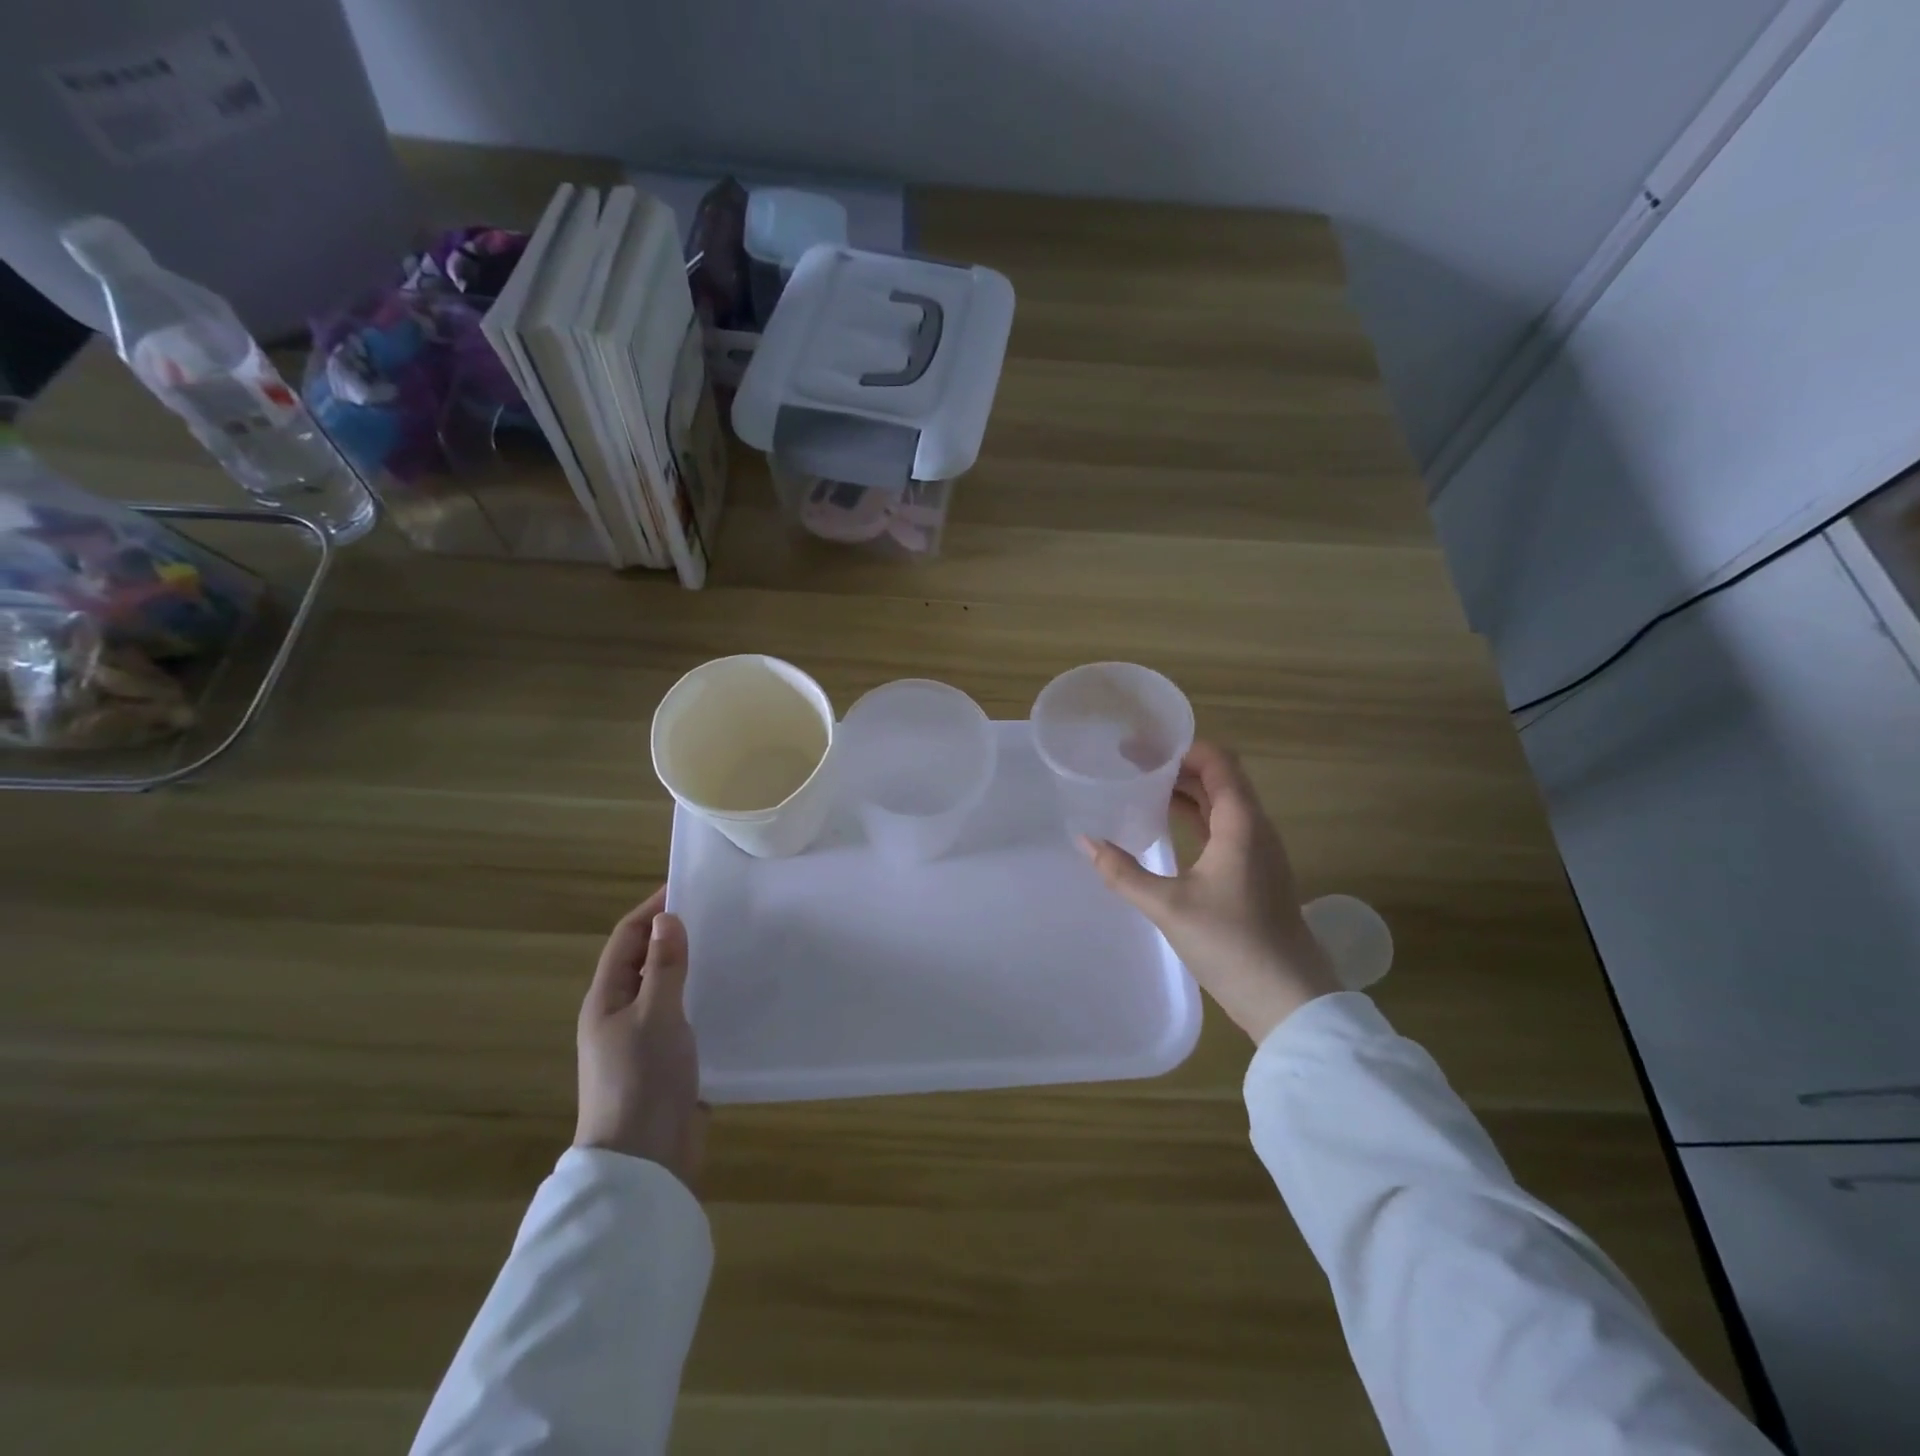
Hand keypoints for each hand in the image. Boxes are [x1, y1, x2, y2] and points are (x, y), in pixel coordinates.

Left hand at [575, 887, 705, 1190]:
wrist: (645, 1161)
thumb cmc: (643, 1080)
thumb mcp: (655, 1015)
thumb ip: (664, 967)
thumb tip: (667, 918)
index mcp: (606, 999)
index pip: (627, 938)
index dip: (653, 909)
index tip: (690, 886)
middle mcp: (621, 1014)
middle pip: (646, 960)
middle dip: (677, 934)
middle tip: (721, 913)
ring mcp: (644, 1039)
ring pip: (670, 988)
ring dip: (694, 966)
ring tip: (735, 945)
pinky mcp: (669, 1061)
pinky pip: (687, 1015)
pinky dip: (705, 997)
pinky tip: (735, 993)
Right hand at [1085, 740, 1339, 1043]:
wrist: (1288, 1000)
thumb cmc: (1232, 944)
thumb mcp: (1168, 907)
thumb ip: (1123, 872)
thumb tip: (1085, 841)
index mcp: (1241, 823)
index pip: (1217, 761)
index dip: (1180, 748)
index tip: (1139, 748)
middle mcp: (1254, 829)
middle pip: (1217, 779)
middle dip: (1175, 767)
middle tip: (1128, 765)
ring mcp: (1257, 853)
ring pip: (1220, 805)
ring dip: (1184, 792)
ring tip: (1139, 789)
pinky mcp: (1254, 875)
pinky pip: (1222, 829)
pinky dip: (1193, 818)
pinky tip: (1163, 828)